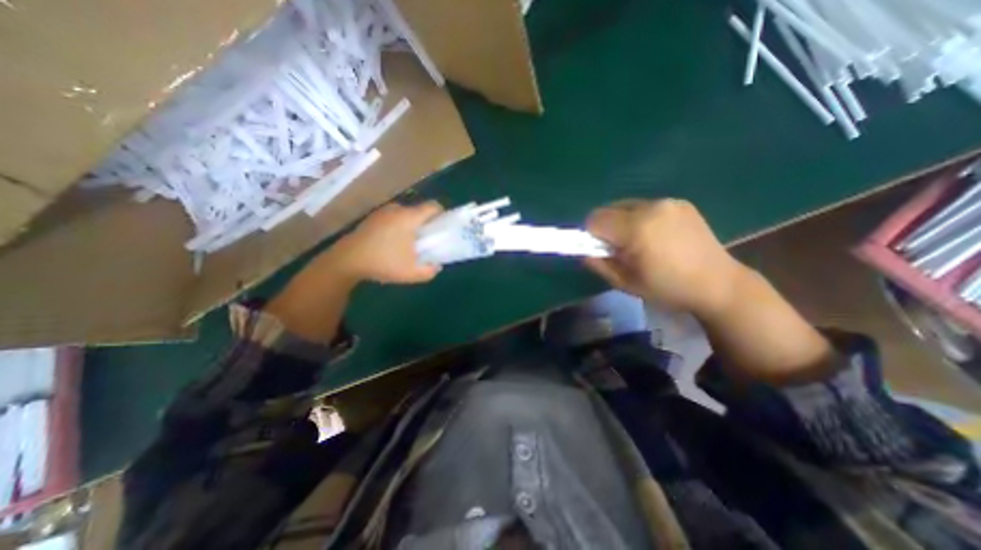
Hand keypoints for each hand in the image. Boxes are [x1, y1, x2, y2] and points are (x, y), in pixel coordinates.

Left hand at [318, 200, 445, 283]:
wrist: (347, 260)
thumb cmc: (383, 263)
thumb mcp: (412, 273)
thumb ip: (430, 271)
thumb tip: (436, 265)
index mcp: (409, 217)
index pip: (433, 206)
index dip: (442, 214)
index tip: (443, 227)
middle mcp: (397, 209)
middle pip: (419, 210)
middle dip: (426, 223)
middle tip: (427, 239)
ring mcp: (382, 212)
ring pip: (405, 214)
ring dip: (411, 225)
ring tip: (409, 242)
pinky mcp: (372, 218)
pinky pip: (393, 217)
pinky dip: (398, 226)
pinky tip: (392, 242)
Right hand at [580, 201, 743, 312]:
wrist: (718, 284)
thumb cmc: (667, 288)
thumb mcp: (625, 283)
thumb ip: (598, 264)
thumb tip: (584, 252)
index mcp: (636, 229)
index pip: (594, 219)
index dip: (590, 235)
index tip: (600, 250)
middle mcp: (651, 207)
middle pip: (608, 209)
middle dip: (605, 227)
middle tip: (619, 248)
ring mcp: (668, 202)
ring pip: (625, 206)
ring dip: (622, 222)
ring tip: (639, 242)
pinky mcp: (680, 202)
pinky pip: (645, 206)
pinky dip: (640, 218)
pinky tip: (656, 236)